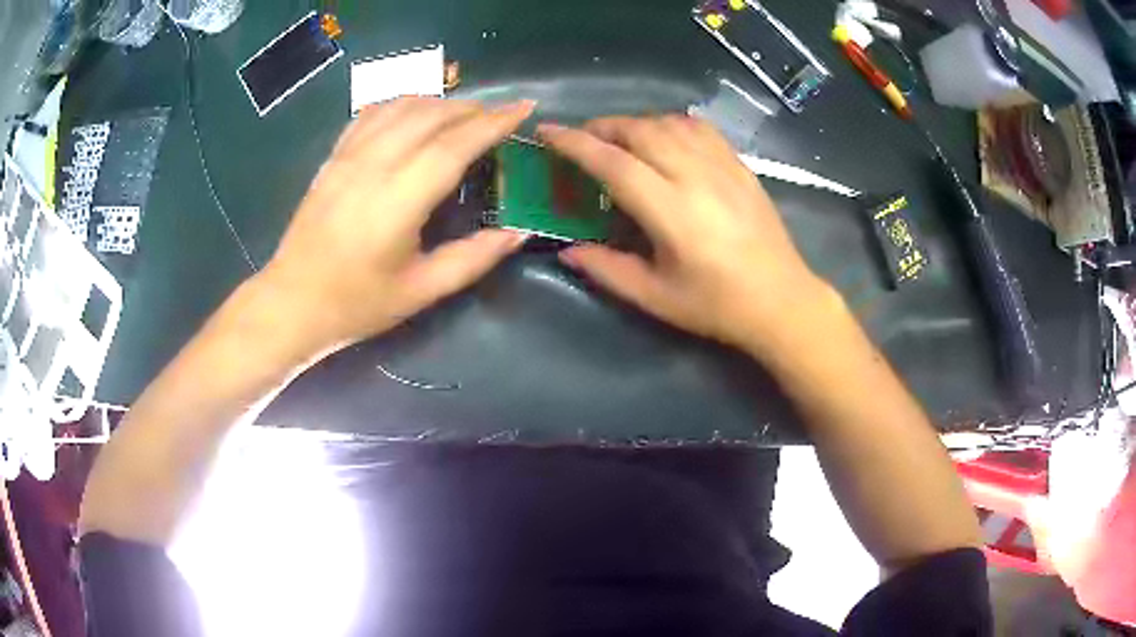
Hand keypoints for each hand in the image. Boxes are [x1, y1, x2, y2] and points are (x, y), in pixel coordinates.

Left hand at [257, 97, 534, 355]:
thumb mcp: (420, 291)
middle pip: (430, 115)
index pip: (454, 145)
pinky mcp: (333, 158)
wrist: (291, 302)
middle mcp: (374, 166)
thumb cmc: (357, 303)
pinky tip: (414, 112)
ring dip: (438, 102)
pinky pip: (371, 114)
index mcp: (398, 200)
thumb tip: (518, 233)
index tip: (524, 108)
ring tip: (462, 114)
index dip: (493, 123)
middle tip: (498, 117)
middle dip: (471, 108)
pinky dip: (401, 103)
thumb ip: (473, 259)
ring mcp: (349, 156)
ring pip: (400, 106)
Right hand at [537, 115, 833, 354]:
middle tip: (581, 140)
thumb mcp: (656, 298)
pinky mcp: (740, 166)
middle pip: (640, 131)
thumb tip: (567, 251)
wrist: (782, 300)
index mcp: (672, 212)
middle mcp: (697, 177)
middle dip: (601, 128)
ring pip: (669, 123)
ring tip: (618, 139)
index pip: (614, 163)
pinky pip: (699, 128)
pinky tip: (663, 137)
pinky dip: (670, 124)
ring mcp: (723, 167)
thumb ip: (607, 270)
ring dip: (635, 123)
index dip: (575, 144)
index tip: (548, 132)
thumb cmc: (717, 305)